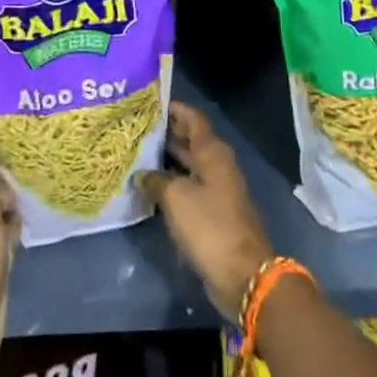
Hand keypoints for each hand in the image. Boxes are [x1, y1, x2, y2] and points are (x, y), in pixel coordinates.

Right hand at [137, 101, 274, 318]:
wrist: (242, 274)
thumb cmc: (210, 226)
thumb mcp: (177, 198)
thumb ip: (156, 180)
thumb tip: (141, 174)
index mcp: (213, 152)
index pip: (193, 118)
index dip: (173, 108)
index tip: (149, 102)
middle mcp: (216, 165)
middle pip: (189, 140)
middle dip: (165, 133)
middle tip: (134, 128)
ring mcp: (215, 189)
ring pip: (187, 165)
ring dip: (165, 160)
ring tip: (134, 154)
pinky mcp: (211, 213)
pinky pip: (187, 188)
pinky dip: (170, 184)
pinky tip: (148, 187)